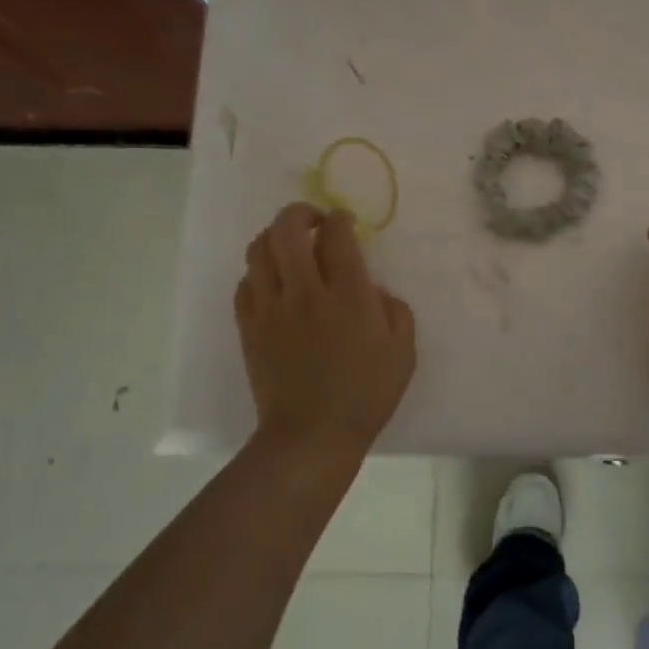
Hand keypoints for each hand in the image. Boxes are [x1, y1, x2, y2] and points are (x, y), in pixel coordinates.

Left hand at [235, 204, 416, 459]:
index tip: (345, 222)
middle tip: (313, 220)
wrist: (311, 436)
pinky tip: (272, 282)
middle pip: (288, 229)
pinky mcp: (249, 327)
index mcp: (348, 295)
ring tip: (288, 244)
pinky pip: (245, 284)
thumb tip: (374, 291)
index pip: (337, 234)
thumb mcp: (403, 353)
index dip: (341, 219)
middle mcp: (306, 291)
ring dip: (274, 236)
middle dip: (300, 213)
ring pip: (259, 250)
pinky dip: (258, 272)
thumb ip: (396, 312)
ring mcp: (271, 308)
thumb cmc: (365, 395)